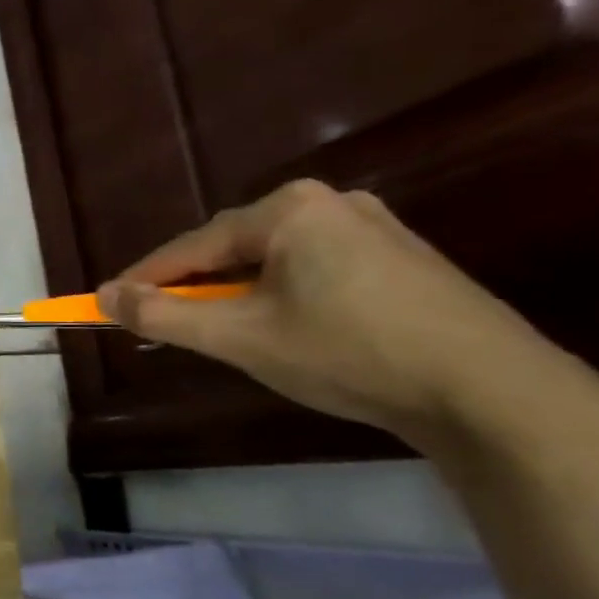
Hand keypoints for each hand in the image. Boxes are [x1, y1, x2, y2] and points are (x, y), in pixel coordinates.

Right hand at [97, 179, 550, 444]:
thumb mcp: (239, 337)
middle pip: (232, 250)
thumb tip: (103, 295)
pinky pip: (313, 269)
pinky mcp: (403, 260)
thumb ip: (163, 314)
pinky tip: (285, 329)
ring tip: (221, 333)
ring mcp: (374, 228)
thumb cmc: (348, 353)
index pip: (191, 247)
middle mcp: (330, 203)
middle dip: (194, 288)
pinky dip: (281, 296)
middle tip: (165, 325)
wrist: (494, 394)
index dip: (144, 279)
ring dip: (237, 295)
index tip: (106, 304)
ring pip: (273, 261)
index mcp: (288, 210)